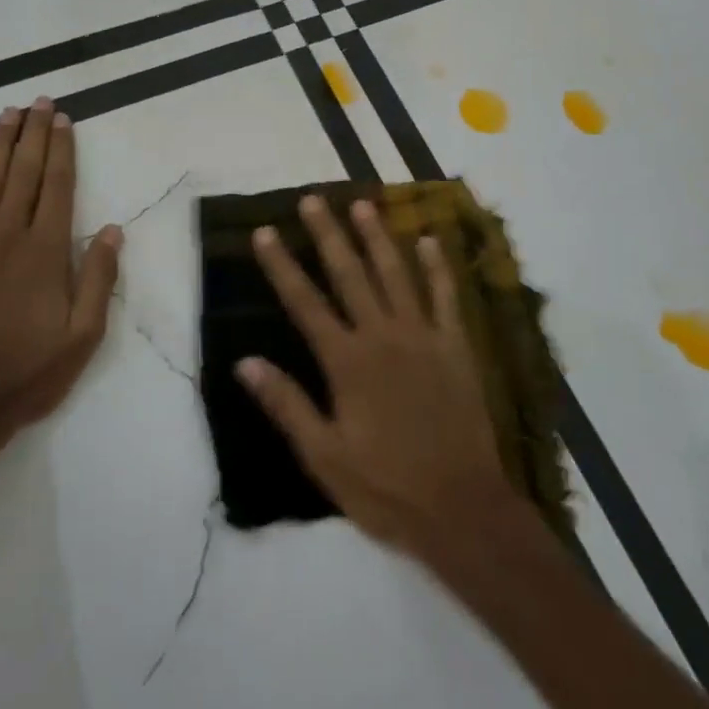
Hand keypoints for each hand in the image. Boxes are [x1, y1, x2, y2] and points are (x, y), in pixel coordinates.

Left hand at [0, 98, 122, 453]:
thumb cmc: (26, 371)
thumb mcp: (82, 335)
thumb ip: (98, 278)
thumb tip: (112, 230)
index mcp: (45, 251)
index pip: (58, 186)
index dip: (62, 149)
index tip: (63, 119)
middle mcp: (7, 234)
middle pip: (23, 172)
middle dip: (33, 134)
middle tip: (39, 101)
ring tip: (8, 113)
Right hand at [238, 195, 520, 555]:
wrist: (463, 510)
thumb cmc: (386, 488)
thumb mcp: (324, 457)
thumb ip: (287, 405)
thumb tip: (245, 363)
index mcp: (347, 362)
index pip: (305, 303)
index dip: (281, 266)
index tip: (264, 232)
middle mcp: (382, 337)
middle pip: (349, 274)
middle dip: (328, 234)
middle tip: (313, 199)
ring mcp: (423, 337)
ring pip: (396, 274)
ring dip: (378, 237)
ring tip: (362, 204)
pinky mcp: (456, 347)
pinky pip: (446, 297)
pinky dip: (438, 267)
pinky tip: (430, 240)